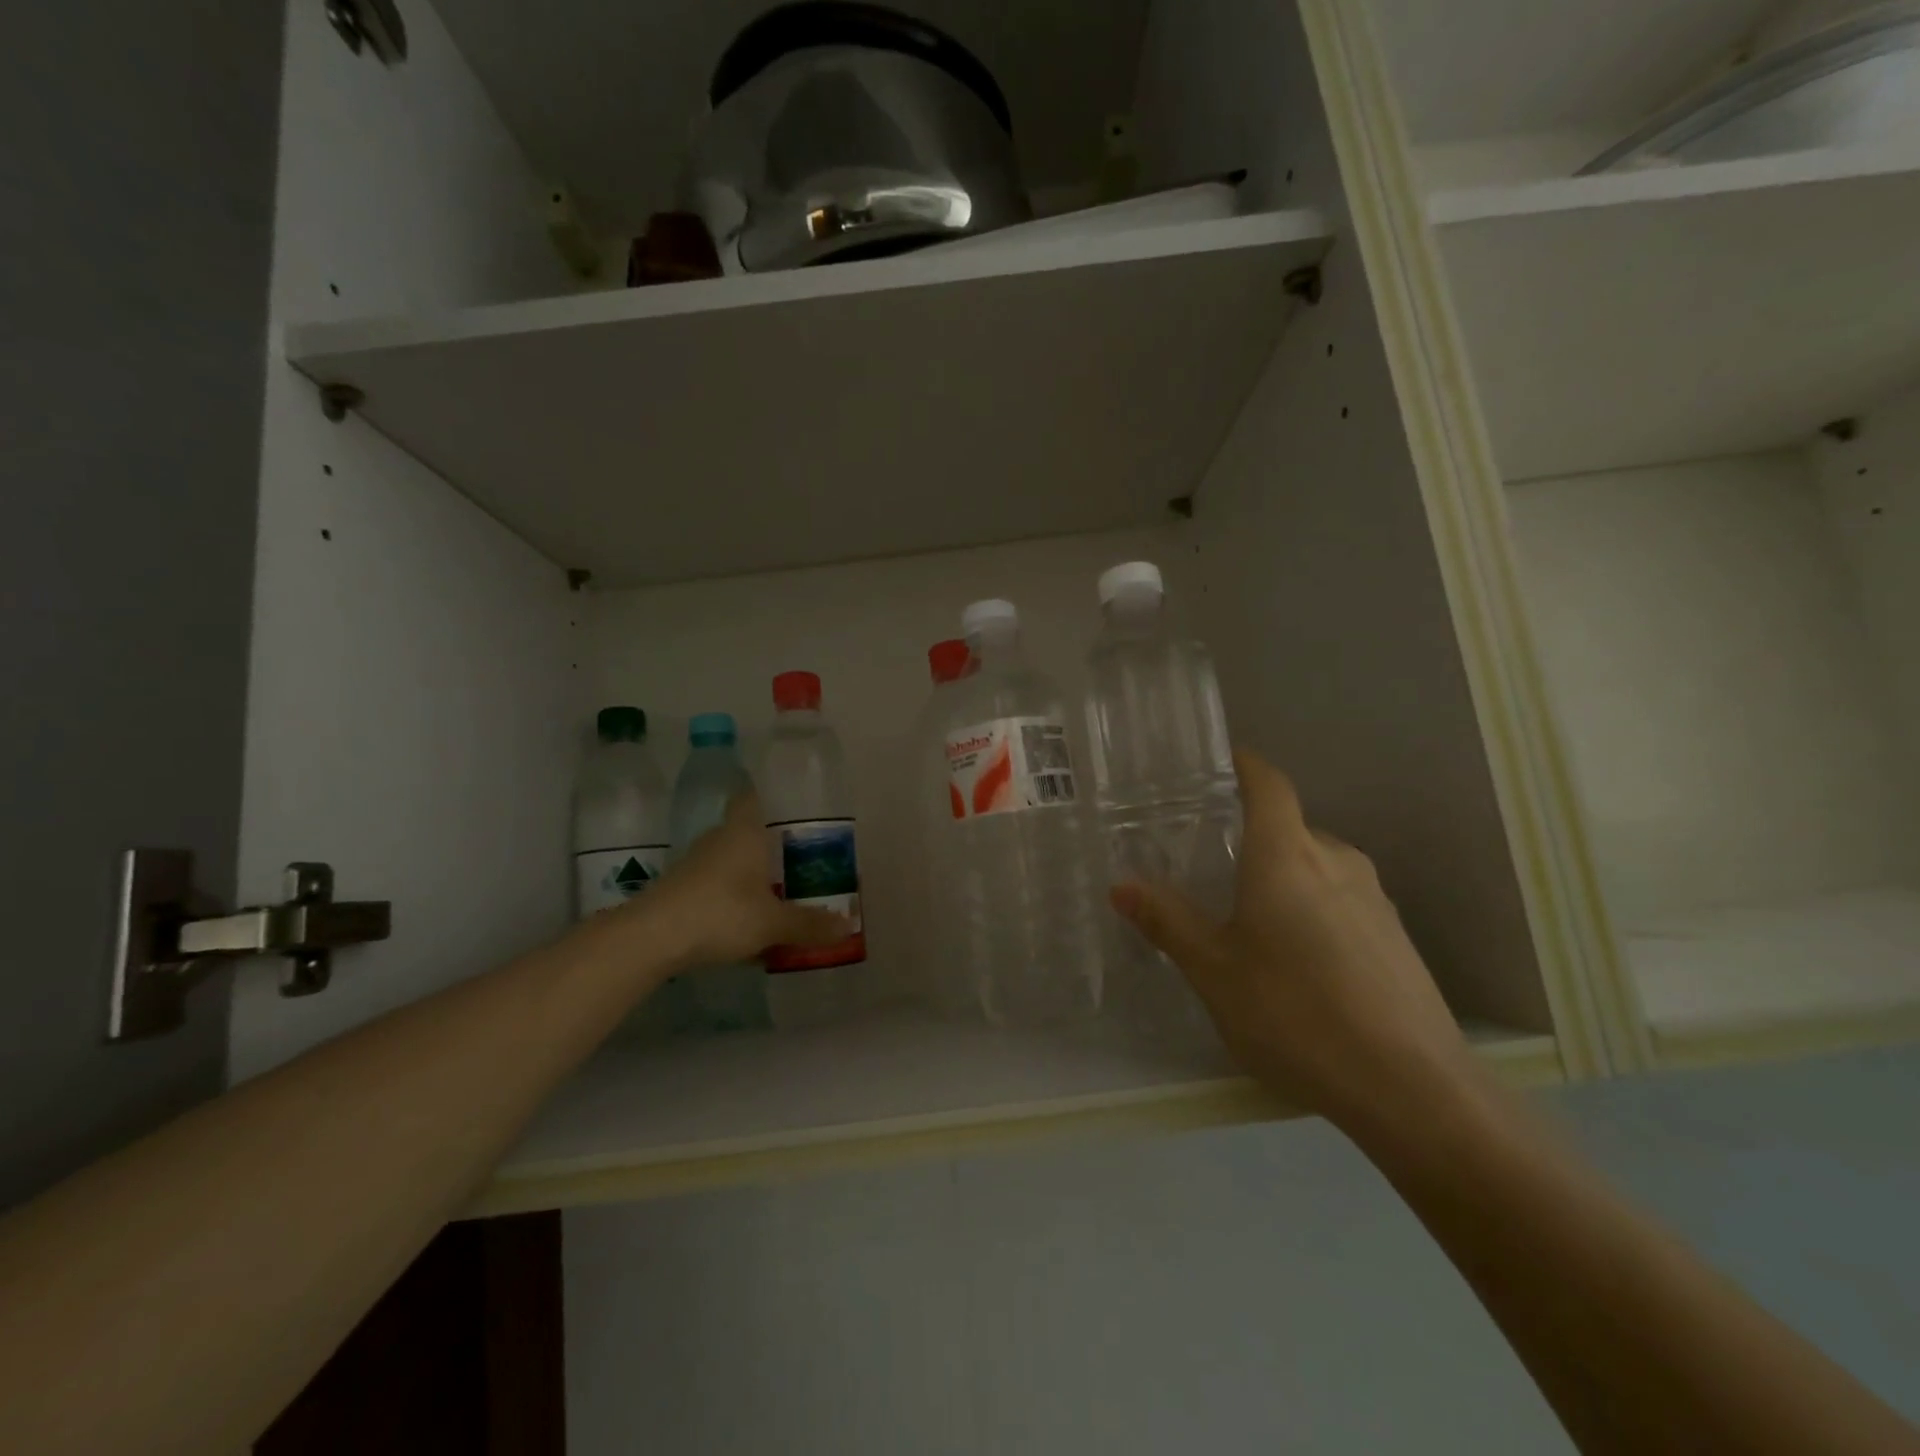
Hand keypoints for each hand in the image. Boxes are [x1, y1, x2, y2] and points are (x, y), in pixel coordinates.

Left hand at [637, 792, 851, 968]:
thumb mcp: (773, 922)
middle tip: (798, 858)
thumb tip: (848, 926)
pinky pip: (714, 887)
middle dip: (768, 844)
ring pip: (729, 861)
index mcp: (744, 832)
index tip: (789, 805)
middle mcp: (718, 840)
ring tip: (778, 893)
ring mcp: (694, 866)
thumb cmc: (721, 912)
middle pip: (745, 831)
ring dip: (748, 874)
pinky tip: (746, 924)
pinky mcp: (679, 892)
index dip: (768, 796)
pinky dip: (731, 898)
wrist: (652, 938)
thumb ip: (809, 923)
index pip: (752, 797)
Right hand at [1110, 750, 1475, 1129]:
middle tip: (1209, 866)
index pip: (1268, 783)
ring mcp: (1375, 899)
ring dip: (1282, 877)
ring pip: (1317, 867)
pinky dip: (1311, 909)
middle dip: (1250, 837)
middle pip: (1289, 828)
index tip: (1217, 762)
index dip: (1244, 764)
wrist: (1414, 1090)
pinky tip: (1297, 962)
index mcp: (1287, 855)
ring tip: (1248, 918)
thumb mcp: (1214, 971)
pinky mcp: (1397, 937)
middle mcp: (1336, 860)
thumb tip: (1122, 886)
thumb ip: (1168, 922)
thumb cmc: (1296, 1014)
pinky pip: (1341, 901)